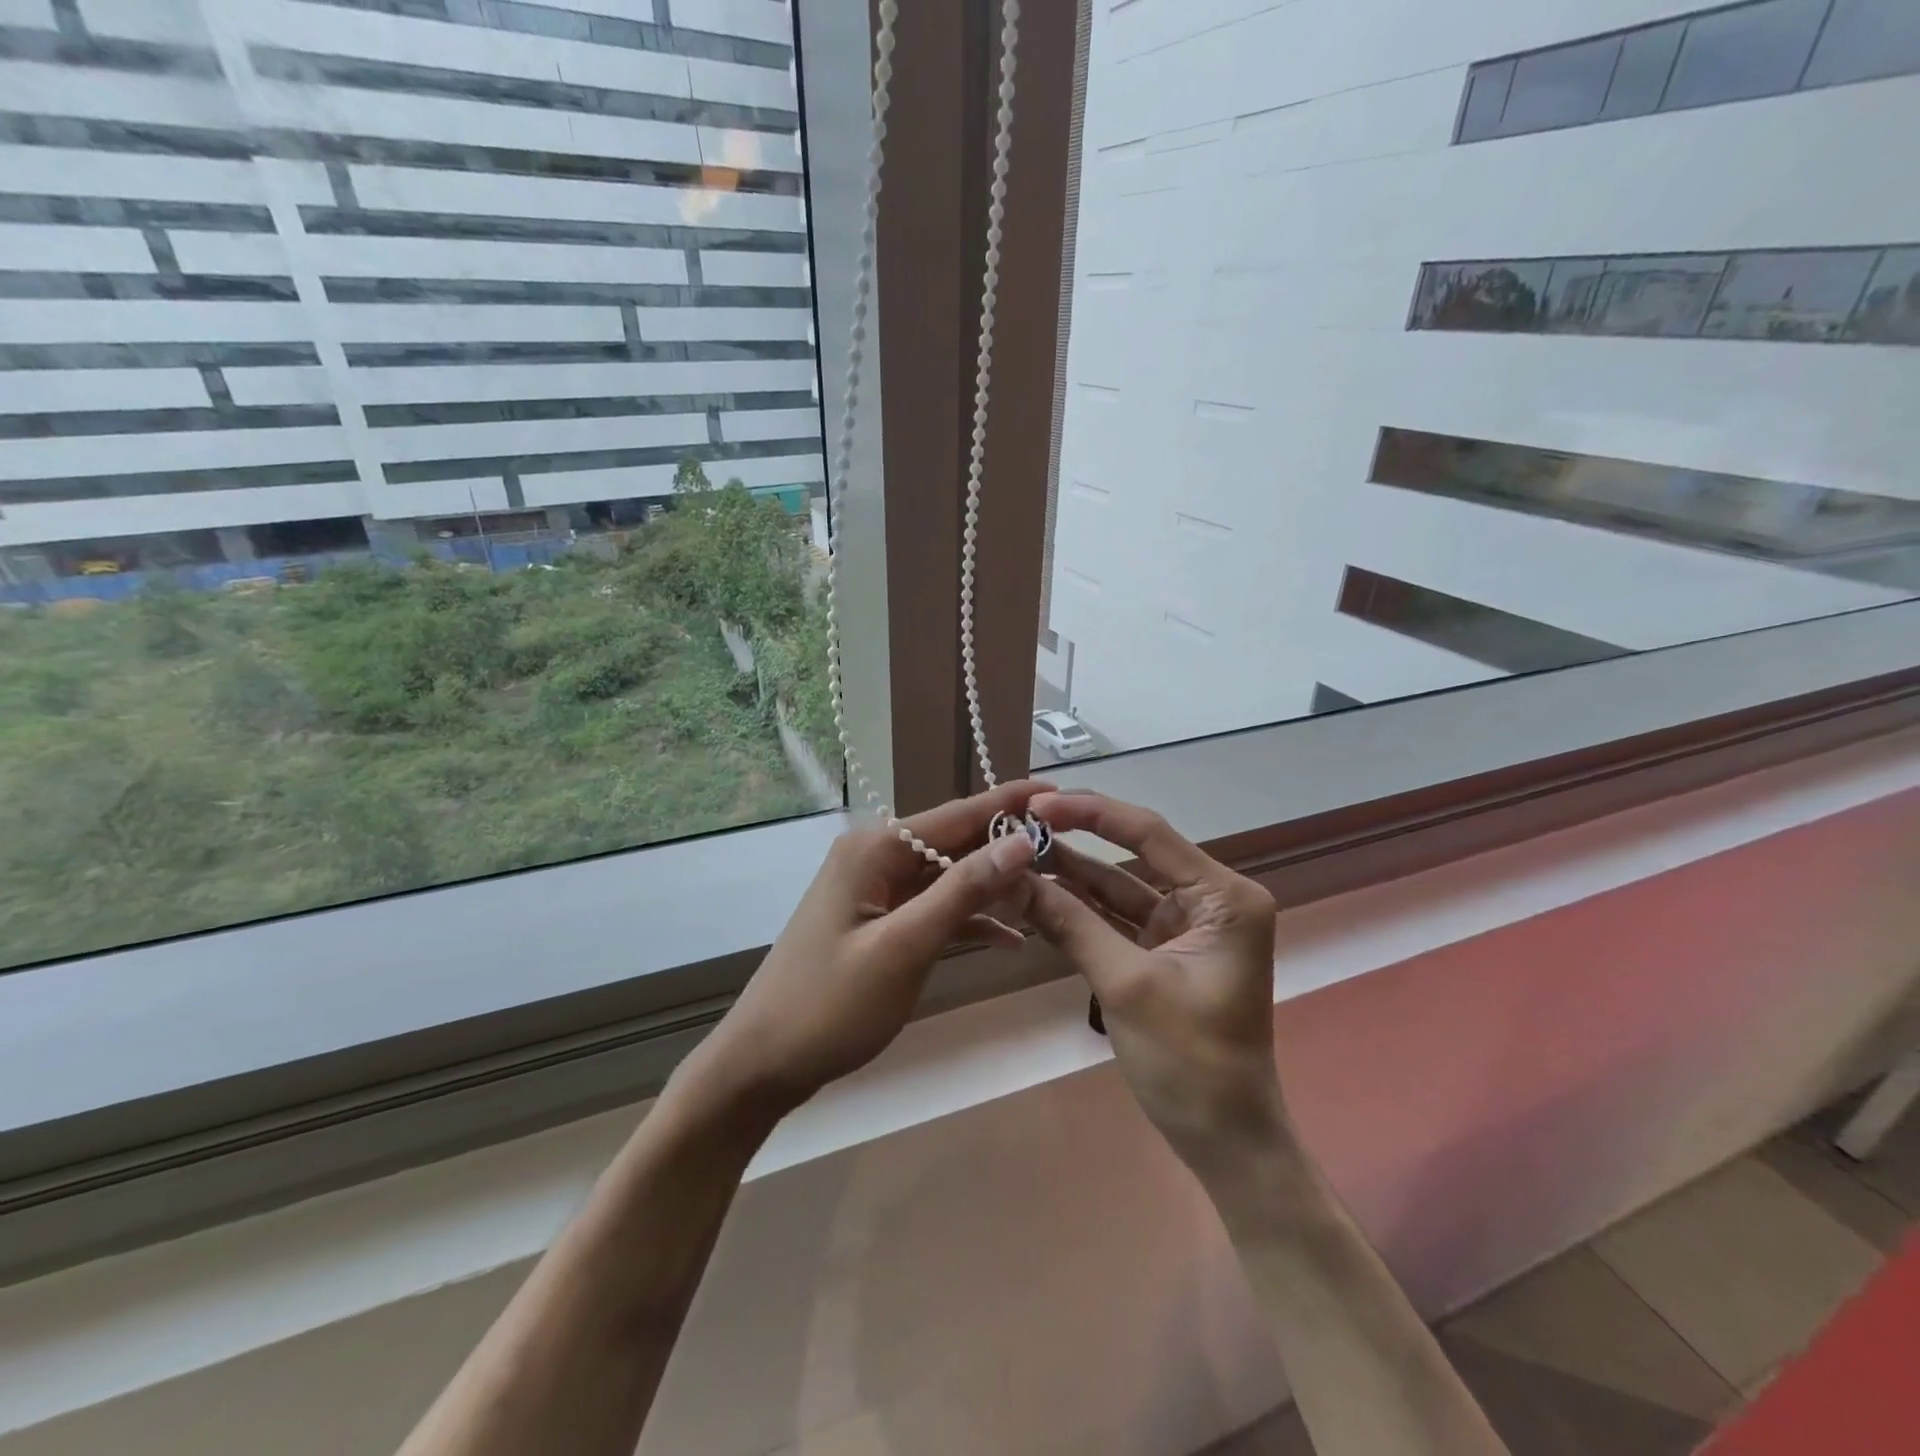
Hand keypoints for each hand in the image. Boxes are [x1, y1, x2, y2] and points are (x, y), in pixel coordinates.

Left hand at [685, 780, 1052, 1117]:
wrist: (762, 1063)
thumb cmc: (831, 1005)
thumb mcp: (904, 947)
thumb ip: (963, 891)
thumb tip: (1021, 840)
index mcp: (876, 849)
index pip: (957, 814)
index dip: (1009, 803)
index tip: (1058, 793)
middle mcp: (876, 857)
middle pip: (954, 842)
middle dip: (1006, 846)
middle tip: (1068, 850)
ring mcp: (876, 890)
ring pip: (947, 877)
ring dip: (992, 887)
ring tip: (1051, 891)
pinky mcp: (878, 922)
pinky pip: (932, 908)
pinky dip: (967, 919)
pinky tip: (1010, 936)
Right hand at [1022, 790, 1287, 1171]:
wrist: (1225, 1140)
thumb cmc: (1190, 1061)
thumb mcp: (1126, 985)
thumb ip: (1071, 924)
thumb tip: (1013, 877)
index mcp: (1223, 896)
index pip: (1148, 833)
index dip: (1091, 813)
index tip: (1037, 805)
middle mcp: (1209, 900)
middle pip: (1133, 854)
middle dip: (1077, 840)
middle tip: (1019, 825)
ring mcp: (1185, 926)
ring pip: (1120, 886)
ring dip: (1072, 874)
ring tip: (1018, 854)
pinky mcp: (1165, 951)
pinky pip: (1117, 918)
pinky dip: (1080, 910)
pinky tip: (1038, 894)